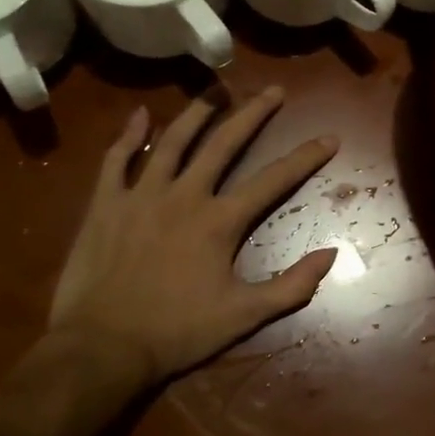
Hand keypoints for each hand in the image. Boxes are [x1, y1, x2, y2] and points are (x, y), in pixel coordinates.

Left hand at [48, 88, 339, 384]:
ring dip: (199, 111)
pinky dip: (129, 135)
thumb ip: (292, 285)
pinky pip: (116, 159)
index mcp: (220, 221)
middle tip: (273, 90)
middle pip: (224, 143)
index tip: (330, 137)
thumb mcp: (245, 316)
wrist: (102, 347)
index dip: (306, 157)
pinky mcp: (105, 204)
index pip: (274, 179)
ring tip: (217, 88)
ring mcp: (141, 195)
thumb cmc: (178, 332)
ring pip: (173, 140)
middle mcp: (185, 195)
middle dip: (253, 114)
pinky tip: (140, 114)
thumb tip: (333, 254)